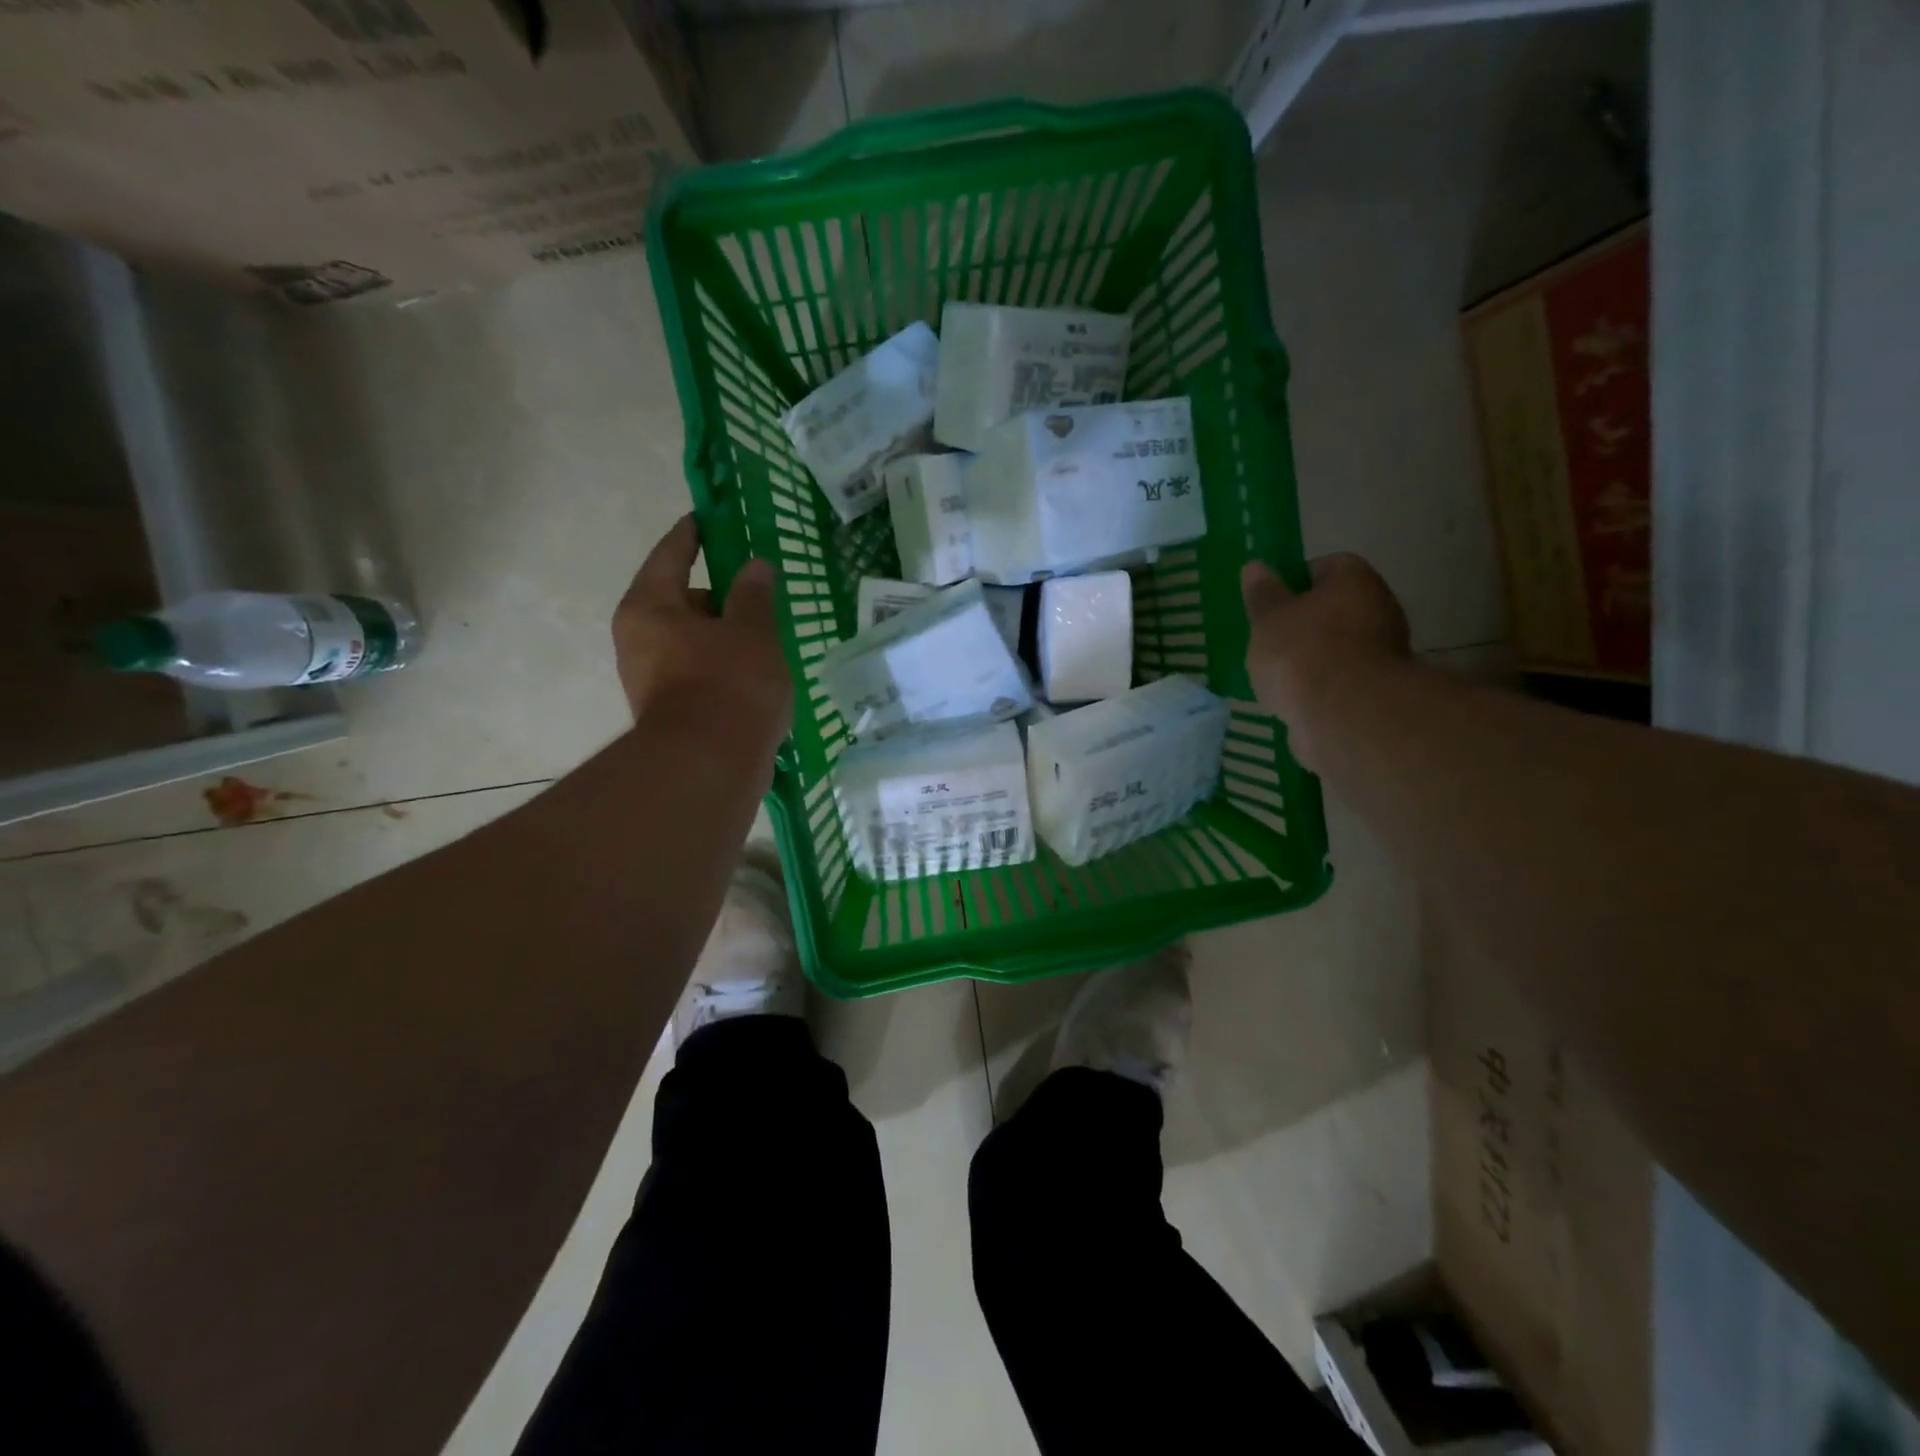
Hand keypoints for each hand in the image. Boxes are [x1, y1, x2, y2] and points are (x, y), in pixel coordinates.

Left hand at [613, 515, 791, 757]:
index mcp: (650, 607)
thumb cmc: (729, 685)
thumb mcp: (752, 631)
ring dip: (726, 635)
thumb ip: (754, 594)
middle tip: (761, 592)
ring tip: (768, 636)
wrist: (710, 768)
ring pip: (694, 640)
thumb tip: (755, 566)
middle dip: (721, 595)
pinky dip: (724, 666)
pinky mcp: (670, 710)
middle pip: (682, 600)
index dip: (693, 533)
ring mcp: (650, 678)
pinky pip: (700, 671)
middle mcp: (639, 638)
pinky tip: (758, 674)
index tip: (709, 518)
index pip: (672, 553)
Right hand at [1242, 554, 1409, 770]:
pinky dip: (1323, 687)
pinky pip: (1343, 680)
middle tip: (1270, 640)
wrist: (1343, 713)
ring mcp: (1385, 651)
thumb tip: (1256, 567)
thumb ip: (1262, 594)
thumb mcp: (1268, 618)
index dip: (1295, 582)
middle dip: (1305, 623)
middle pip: (1336, 608)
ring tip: (1277, 676)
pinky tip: (1296, 699)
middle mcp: (1379, 607)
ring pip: (1339, 646)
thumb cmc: (1301, 651)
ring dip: (1314, 658)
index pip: (1326, 566)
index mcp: (1354, 579)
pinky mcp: (1379, 690)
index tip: (1272, 604)